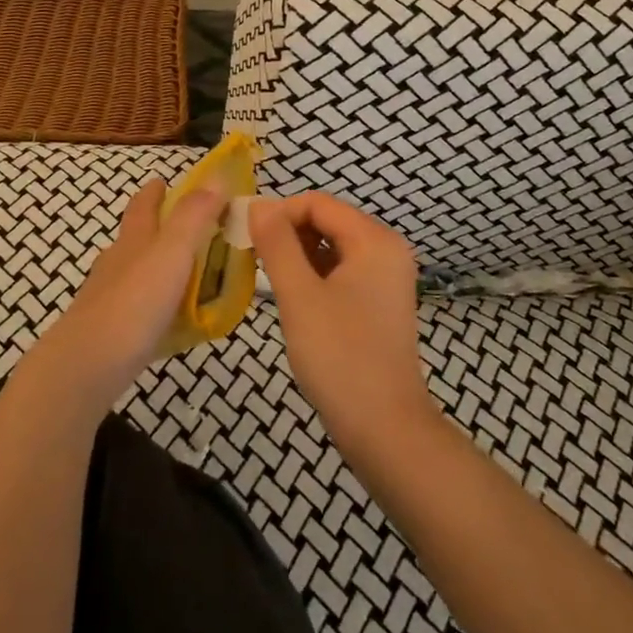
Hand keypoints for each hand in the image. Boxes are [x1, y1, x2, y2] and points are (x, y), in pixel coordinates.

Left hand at [16, 179, 224, 423]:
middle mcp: (117, 263)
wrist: (86, 366)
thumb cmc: (134, 302)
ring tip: (187, 274)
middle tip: (190, 229)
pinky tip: (170, 318)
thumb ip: (194, 216)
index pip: (142, 206)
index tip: (163, 181)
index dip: (154, 192)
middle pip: (136, 237)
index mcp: (133, 240)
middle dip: (156, 228)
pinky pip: (138, 308)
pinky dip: (156, 304)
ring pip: (135, 273)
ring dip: (157, 267)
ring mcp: (109, 298)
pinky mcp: (110, 331)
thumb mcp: (172, 252)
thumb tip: (216, 177)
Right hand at [248, 192, 432, 457]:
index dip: (279, 214)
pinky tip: (294, 300)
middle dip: (288, 235)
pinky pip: (342, 272)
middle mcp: (387, 249)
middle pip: (327, 222)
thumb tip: (257, 204)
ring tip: (270, 282)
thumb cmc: (340, 356)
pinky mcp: (380, 302)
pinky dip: (315, 276)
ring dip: (299, 256)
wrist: (385, 429)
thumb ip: (277, 244)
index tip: (245, 238)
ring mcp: (387, 278)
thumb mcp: (299, 296)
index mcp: (375, 240)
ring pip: (332, 248)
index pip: (318, 203)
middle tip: (253, 262)